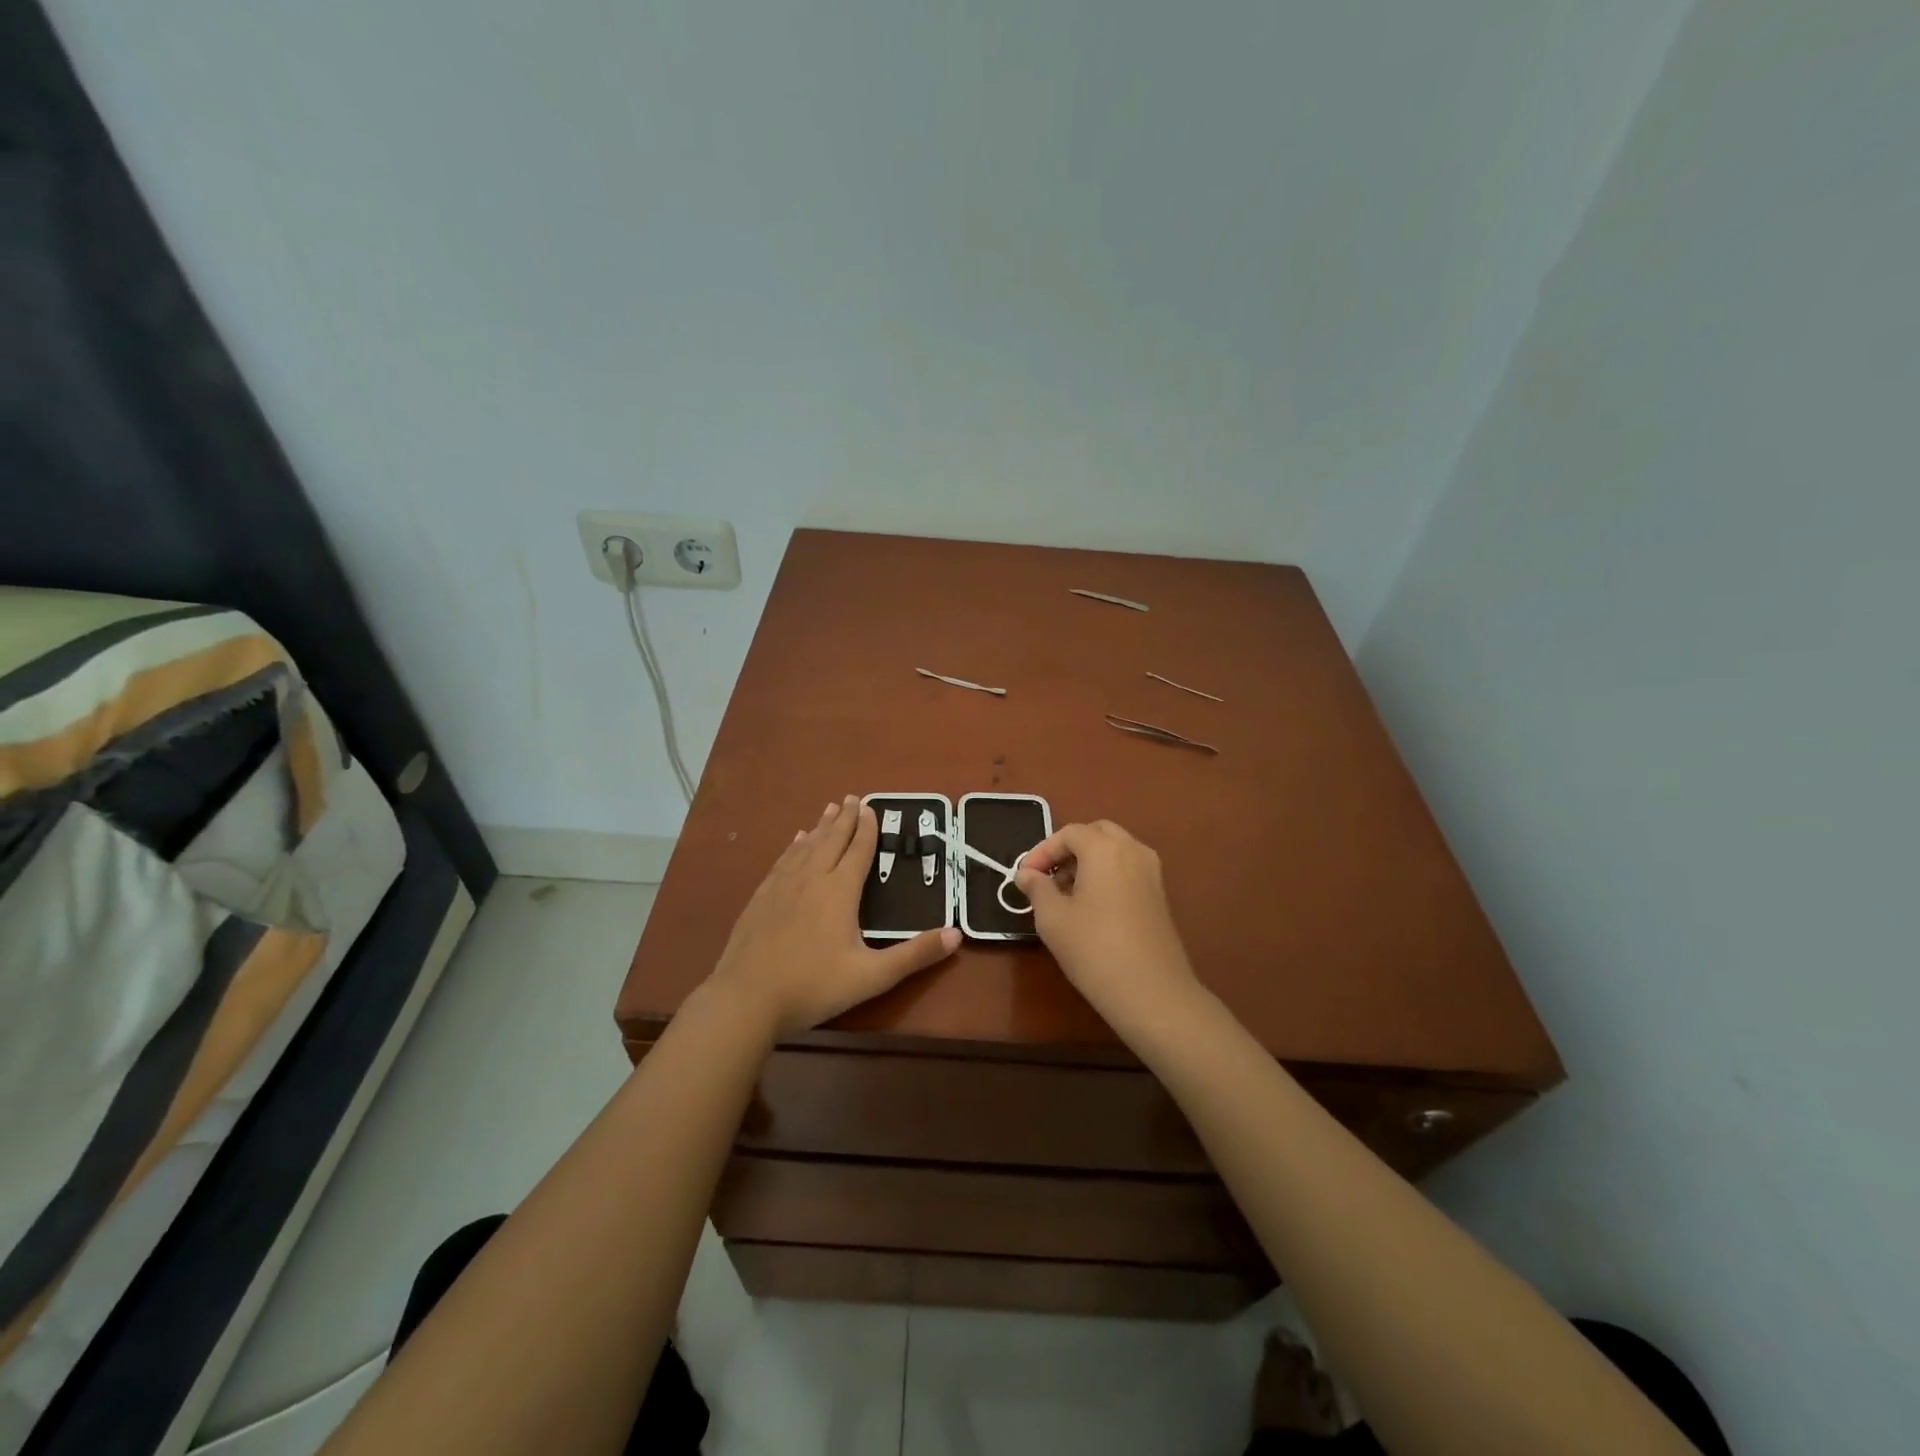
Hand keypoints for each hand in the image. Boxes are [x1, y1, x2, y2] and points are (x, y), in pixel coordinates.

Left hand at [707, 796, 960, 1037]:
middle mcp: (812, 879)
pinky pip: (783, 861)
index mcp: (839, 891)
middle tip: (853, 797)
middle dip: (845, 818)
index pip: (858, 851)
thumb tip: (957, 934)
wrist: (746, 998)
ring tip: (829, 809)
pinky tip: (795, 842)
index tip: (872, 808)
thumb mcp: (872, 976)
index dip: (867, 829)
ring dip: (820, 827)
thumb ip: (914, 955)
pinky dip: (794, 847)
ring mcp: (782, 887)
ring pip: (806, 847)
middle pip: (831, 840)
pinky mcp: (761, 898)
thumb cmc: (813, 986)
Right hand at [1014, 820, 1197, 1024]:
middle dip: (1067, 850)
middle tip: (1046, 876)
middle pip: (1096, 834)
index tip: (1023, 876)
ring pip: (1114, 851)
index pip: (1069, 833)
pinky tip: (1090, 907)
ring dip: (1087, 862)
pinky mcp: (1159, 895)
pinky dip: (1106, 875)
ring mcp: (1151, 872)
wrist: (1152, 992)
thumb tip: (1026, 874)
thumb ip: (1037, 888)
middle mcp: (1133, 850)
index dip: (1042, 851)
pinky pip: (1127, 869)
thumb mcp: (1053, 918)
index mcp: (1105, 848)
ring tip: (1064, 894)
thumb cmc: (1094, 949)